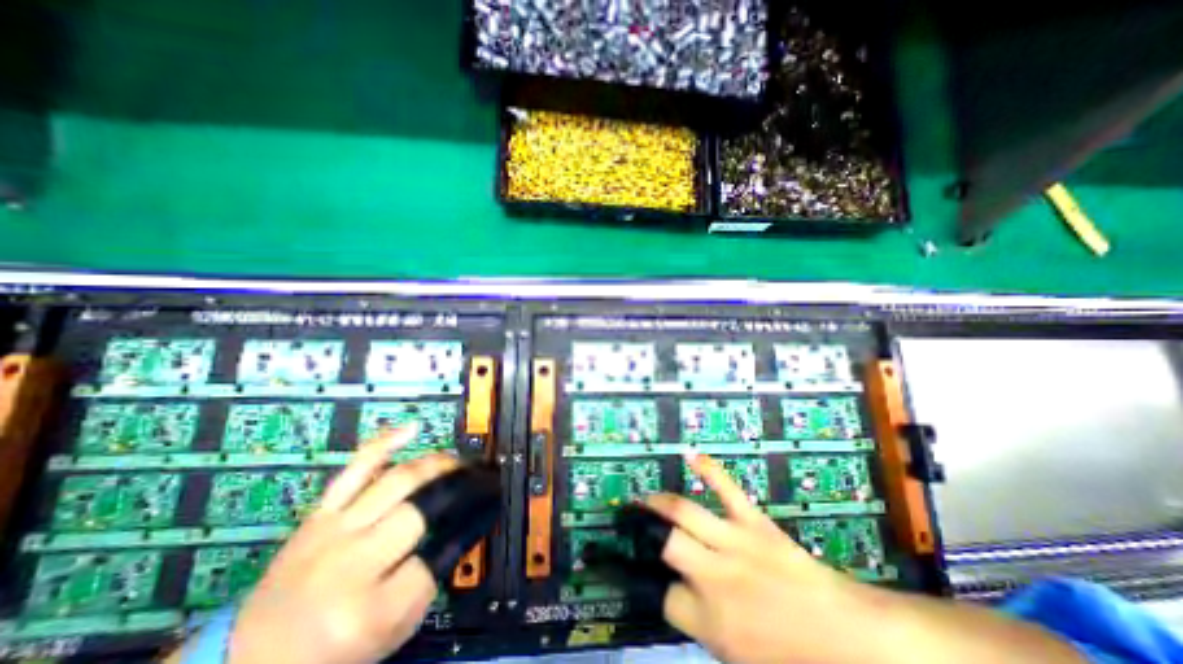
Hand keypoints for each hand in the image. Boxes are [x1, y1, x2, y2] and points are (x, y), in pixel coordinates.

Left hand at [227, 427, 458, 663]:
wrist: (251, 656)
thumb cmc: (330, 651)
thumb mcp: (390, 632)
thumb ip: (430, 582)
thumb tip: (462, 528)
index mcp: (369, 609)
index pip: (436, 557)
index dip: (465, 531)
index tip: (484, 512)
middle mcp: (351, 563)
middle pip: (421, 510)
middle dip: (458, 489)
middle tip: (477, 480)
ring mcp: (333, 531)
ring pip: (399, 480)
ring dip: (437, 465)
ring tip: (457, 462)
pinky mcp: (320, 513)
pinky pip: (357, 468)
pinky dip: (386, 442)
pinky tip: (413, 428)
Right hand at [646, 453, 1077, 662]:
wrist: (853, 641)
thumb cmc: (797, 662)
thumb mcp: (741, 663)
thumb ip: (704, 631)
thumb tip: (680, 601)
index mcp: (712, 620)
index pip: (666, 599)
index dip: (660, 591)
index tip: (659, 583)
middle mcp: (714, 576)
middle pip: (665, 545)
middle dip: (645, 535)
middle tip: (632, 526)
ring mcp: (734, 543)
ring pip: (685, 512)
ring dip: (659, 502)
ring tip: (643, 499)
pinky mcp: (754, 522)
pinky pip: (727, 488)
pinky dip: (709, 469)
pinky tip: (691, 455)